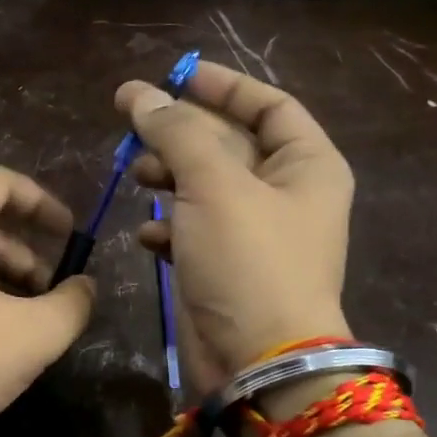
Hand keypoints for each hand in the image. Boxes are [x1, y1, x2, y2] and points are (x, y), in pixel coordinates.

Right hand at [117, 61, 353, 390]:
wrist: (257, 360)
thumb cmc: (250, 262)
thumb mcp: (215, 186)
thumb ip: (177, 134)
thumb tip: (141, 95)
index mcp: (306, 165)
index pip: (268, 106)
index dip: (223, 86)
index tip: (176, 75)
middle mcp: (284, 195)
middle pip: (229, 145)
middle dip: (181, 134)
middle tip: (131, 124)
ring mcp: (252, 235)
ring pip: (204, 189)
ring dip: (168, 178)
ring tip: (136, 177)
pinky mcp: (223, 270)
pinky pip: (191, 233)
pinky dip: (167, 229)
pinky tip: (146, 236)